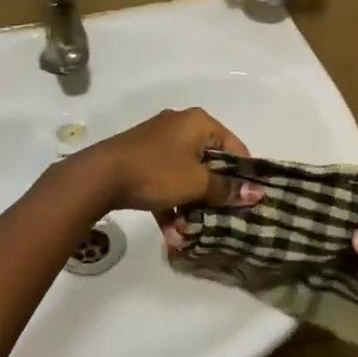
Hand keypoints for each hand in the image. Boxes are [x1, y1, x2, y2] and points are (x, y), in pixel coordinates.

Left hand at [78, 107, 260, 216]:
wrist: (100, 176)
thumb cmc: (156, 172)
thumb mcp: (196, 183)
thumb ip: (227, 189)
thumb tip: (257, 193)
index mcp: (199, 122)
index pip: (234, 146)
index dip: (244, 175)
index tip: (249, 202)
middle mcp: (181, 125)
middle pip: (210, 161)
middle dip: (215, 194)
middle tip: (224, 219)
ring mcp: (159, 141)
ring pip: (187, 174)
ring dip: (192, 204)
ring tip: (194, 233)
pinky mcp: (142, 159)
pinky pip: (166, 180)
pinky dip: (171, 203)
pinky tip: (172, 234)